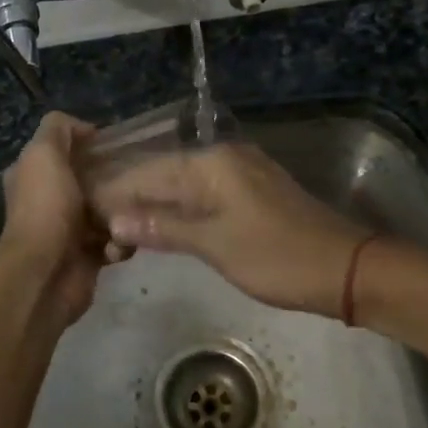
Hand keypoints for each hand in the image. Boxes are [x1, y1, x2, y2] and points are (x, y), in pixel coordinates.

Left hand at [0, 111, 119, 329]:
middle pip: (91, 180)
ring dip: (122, 213)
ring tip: (131, 214)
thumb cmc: (46, 208)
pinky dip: (121, 242)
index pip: (64, 150)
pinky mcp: (88, 256)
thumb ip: (58, 128)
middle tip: (137, 178)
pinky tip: (120, 243)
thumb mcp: (44, 153)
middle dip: (114, 180)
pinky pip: (116, 241)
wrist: (47, 273)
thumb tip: (85, 129)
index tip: (116, 145)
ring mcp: (69, 230)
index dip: (88, 144)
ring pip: (108, 211)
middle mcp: (49, 200)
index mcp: (34, 174)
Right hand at [96, 143, 368, 316]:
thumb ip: (163, 227)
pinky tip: (160, 229)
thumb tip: (114, 218)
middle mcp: (223, 158)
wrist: (345, 269)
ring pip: (181, 186)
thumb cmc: (277, 257)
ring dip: (152, 208)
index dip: (113, 193)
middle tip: (94, 227)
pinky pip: (201, 196)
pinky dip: (178, 212)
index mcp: (211, 163)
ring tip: (117, 231)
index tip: (81, 212)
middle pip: (162, 174)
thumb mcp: (215, 244)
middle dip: (129, 200)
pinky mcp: (251, 194)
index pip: (146, 171)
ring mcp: (239, 174)